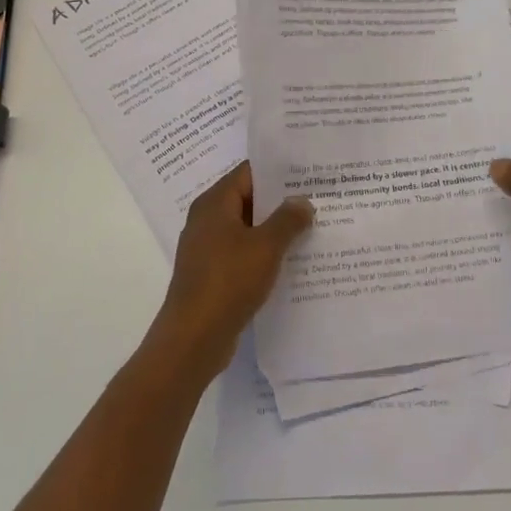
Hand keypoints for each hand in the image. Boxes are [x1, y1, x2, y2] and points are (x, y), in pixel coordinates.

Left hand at [152, 162, 312, 379]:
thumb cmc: (228, 281)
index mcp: (214, 204)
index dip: (278, 171)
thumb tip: (301, 201)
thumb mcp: (266, 246)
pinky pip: (242, 254)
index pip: (249, 173)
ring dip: (274, 230)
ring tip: (311, 229)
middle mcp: (207, 221)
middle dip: (281, 201)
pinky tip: (291, 262)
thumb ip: (287, 219)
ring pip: (247, 229)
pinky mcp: (212, 275)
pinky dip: (264, 254)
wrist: (193, 339)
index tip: (308, 173)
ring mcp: (207, 249)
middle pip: (248, 200)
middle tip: (317, 200)